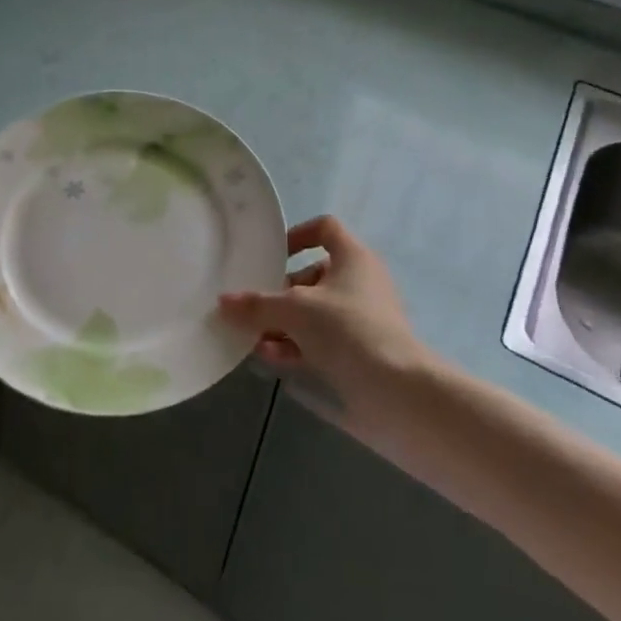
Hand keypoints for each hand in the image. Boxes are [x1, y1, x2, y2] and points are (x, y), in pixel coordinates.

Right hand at [218, 215, 432, 428]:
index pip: (325, 229)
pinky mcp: (360, 352)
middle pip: (313, 275)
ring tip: (253, 337)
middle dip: (280, 291)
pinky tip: (269, 357)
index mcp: (353, 258)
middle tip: (253, 306)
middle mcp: (360, 282)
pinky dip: (296, 345)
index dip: (297, 235)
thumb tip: (223, 301)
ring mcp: (362, 319)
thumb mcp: (295, 311)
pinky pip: (320, 340)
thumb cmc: (347, 330)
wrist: (397, 391)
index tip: (272, 255)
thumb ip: (257, 305)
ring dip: (283, 323)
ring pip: (314, 312)